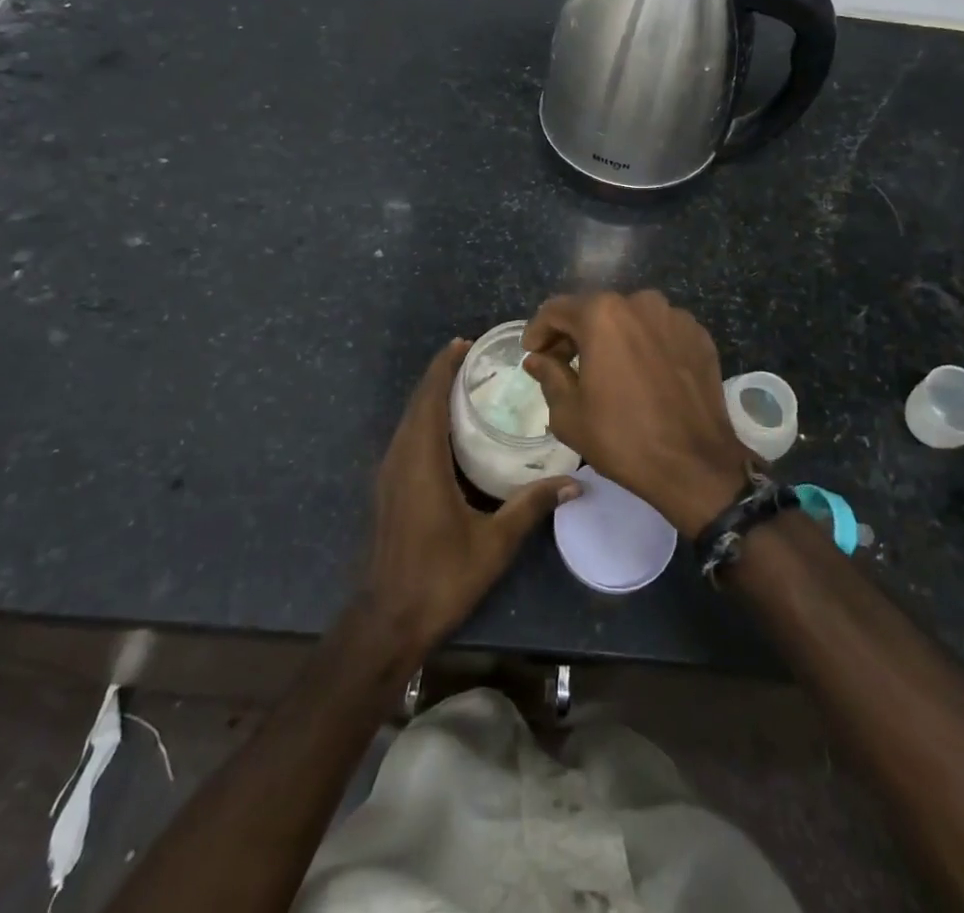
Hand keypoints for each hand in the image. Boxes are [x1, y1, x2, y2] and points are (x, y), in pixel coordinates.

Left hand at [359, 339, 577, 663]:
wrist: (389, 620)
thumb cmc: (441, 577)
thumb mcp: (493, 542)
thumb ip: (531, 506)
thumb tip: (575, 483)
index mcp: (421, 460)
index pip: (429, 398)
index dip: (443, 367)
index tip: (464, 343)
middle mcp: (400, 458)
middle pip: (417, 403)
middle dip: (441, 375)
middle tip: (475, 358)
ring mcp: (390, 474)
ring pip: (410, 420)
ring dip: (431, 397)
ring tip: (465, 384)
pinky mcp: (389, 488)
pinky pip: (407, 438)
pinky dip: (426, 419)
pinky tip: (449, 429)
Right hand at [522, 291, 750, 536]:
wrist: (695, 464)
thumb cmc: (622, 437)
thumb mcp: (569, 413)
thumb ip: (549, 375)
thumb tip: (537, 359)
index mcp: (602, 314)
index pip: (556, 310)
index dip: (538, 331)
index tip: (532, 352)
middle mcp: (640, 302)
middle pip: (595, 310)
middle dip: (574, 334)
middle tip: (562, 364)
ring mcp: (675, 317)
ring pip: (630, 319)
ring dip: (612, 337)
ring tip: (605, 369)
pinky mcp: (699, 336)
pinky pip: (660, 332)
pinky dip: (644, 345)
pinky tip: (641, 374)